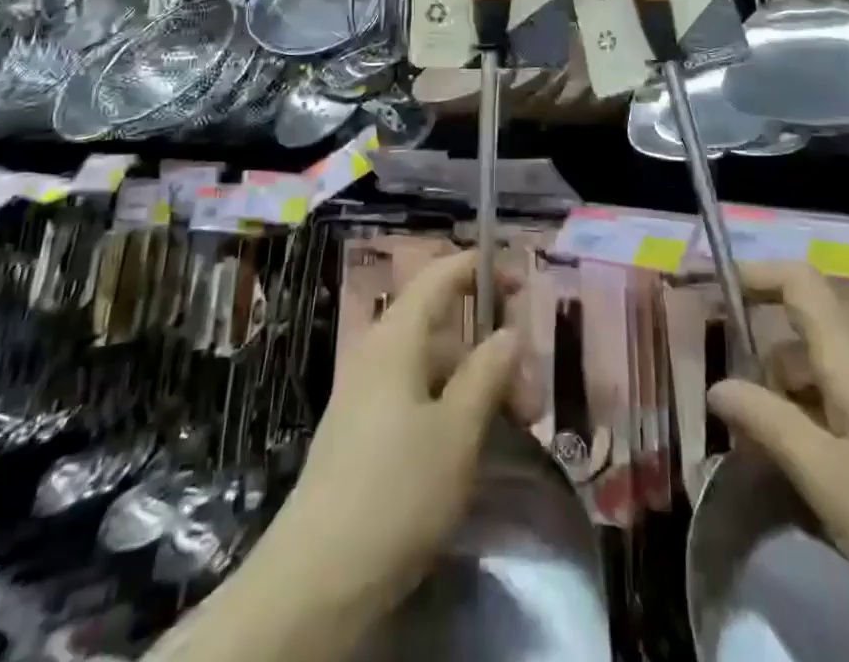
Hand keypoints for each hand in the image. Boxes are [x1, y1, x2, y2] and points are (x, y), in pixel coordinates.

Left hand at [254, 248, 521, 617]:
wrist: (316, 581)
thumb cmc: (397, 491)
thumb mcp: (458, 430)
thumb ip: (488, 373)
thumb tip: (509, 332)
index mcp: (397, 337)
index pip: (441, 276)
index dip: (481, 268)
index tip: (522, 282)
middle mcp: (379, 354)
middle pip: (446, 329)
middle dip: (493, 352)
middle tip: (532, 400)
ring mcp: (367, 395)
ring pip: (436, 369)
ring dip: (479, 386)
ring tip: (514, 430)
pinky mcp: (364, 434)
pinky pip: (418, 398)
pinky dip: (453, 409)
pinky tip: (475, 446)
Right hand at [708, 265, 848, 661]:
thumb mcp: (824, 473)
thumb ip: (767, 422)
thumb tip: (718, 386)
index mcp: (848, 355)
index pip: (798, 281)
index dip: (753, 274)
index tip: (708, 290)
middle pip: (801, 331)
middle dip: (758, 357)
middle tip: (726, 405)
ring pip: (818, 377)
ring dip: (781, 401)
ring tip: (755, 455)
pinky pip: (839, 413)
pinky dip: (808, 430)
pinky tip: (799, 481)